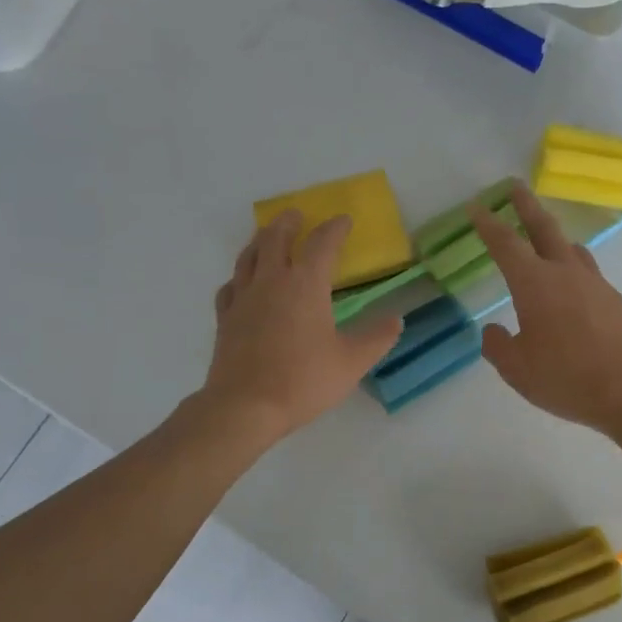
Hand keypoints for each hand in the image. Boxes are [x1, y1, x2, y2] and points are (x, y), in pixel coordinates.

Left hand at [203, 211, 401, 441]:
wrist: (245, 406)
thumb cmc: (303, 380)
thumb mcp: (352, 362)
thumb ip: (376, 337)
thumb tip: (397, 319)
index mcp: (305, 285)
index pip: (322, 244)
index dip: (334, 228)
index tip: (343, 220)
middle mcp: (271, 281)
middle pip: (276, 238)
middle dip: (289, 222)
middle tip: (297, 214)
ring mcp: (243, 298)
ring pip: (248, 256)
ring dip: (261, 240)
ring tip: (268, 237)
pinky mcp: (225, 318)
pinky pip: (230, 286)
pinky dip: (240, 276)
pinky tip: (242, 283)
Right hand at [470, 184, 621, 435]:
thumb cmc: (566, 378)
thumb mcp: (517, 369)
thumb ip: (498, 346)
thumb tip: (493, 330)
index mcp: (534, 283)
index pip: (505, 244)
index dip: (487, 223)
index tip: (476, 206)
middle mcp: (566, 273)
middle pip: (544, 228)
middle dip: (526, 205)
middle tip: (516, 186)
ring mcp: (596, 284)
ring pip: (572, 248)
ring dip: (554, 236)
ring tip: (545, 237)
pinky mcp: (616, 301)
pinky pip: (589, 274)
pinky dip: (574, 269)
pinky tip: (573, 289)